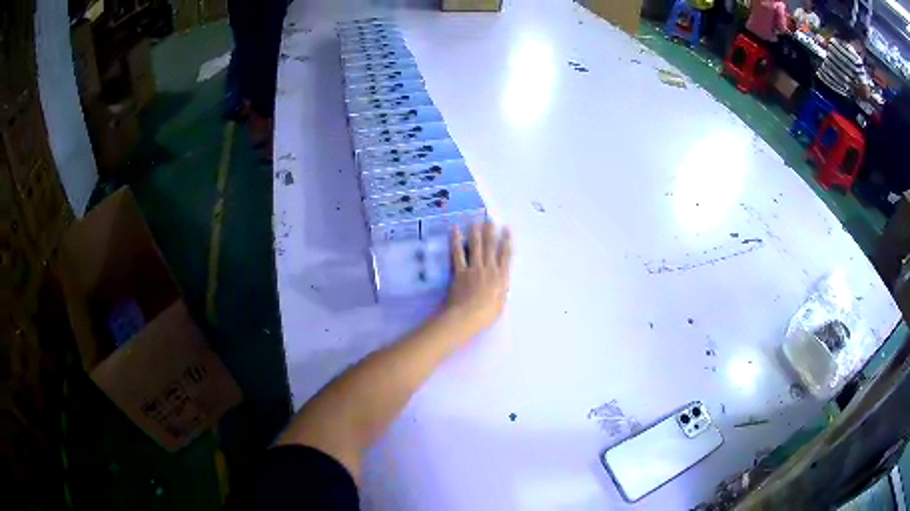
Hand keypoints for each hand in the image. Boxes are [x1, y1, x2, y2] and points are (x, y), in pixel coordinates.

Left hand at [441, 222, 511, 343]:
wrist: (466, 317)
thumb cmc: (485, 315)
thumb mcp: (500, 304)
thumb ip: (501, 290)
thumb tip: (502, 282)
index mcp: (501, 278)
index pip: (506, 255)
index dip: (507, 241)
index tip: (507, 228)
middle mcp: (489, 269)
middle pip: (490, 247)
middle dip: (491, 232)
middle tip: (490, 219)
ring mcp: (473, 269)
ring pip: (476, 247)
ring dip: (476, 233)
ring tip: (476, 221)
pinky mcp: (459, 271)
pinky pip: (458, 253)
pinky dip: (456, 241)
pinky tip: (455, 230)